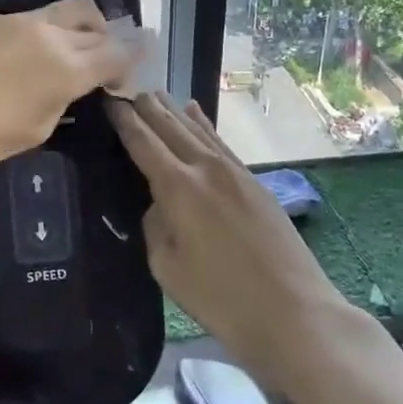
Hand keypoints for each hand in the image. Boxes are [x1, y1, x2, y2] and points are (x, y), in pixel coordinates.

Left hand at [0, 0, 136, 186]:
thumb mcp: (35, 130)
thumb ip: (65, 98)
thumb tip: (79, 81)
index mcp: (65, 68)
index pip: (117, 52)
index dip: (133, 59)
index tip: (134, 68)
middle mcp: (48, 34)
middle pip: (96, 21)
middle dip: (110, 40)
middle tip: (106, 63)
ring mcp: (17, 20)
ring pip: (67, 9)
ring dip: (82, 27)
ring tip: (73, 53)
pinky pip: (35, 17)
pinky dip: (48, 31)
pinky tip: (32, 56)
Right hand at [108, 92, 348, 370]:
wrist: (294, 312)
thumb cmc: (221, 298)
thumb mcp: (167, 267)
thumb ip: (156, 225)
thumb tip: (161, 203)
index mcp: (178, 187)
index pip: (143, 141)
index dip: (124, 119)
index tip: (108, 100)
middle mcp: (205, 168)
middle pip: (170, 126)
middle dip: (146, 107)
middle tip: (126, 91)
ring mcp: (234, 172)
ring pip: (197, 129)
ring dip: (173, 110)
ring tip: (154, 94)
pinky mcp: (255, 182)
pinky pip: (220, 142)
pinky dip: (204, 125)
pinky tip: (195, 112)